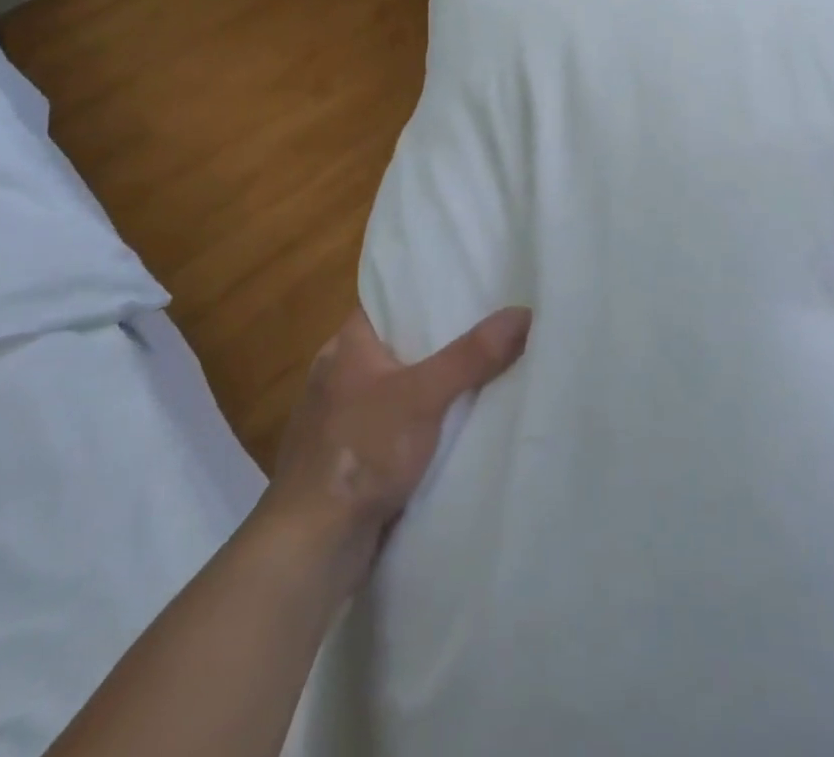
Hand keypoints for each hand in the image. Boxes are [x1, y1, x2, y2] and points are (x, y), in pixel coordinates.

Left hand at [261, 305, 531, 596]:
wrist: (311, 548)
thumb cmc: (360, 452)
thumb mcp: (424, 396)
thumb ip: (472, 355)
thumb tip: (523, 312)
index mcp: (345, 345)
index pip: (387, 300)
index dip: (425, 291)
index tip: (467, 285)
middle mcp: (338, 374)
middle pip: (398, 343)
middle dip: (438, 339)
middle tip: (488, 325)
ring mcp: (340, 419)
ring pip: (397, 387)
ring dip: (429, 386)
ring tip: (481, 370)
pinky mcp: (348, 458)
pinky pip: (393, 426)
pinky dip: (419, 423)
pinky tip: (452, 426)